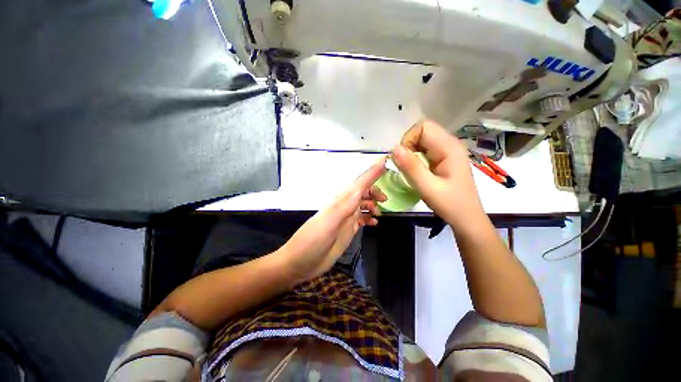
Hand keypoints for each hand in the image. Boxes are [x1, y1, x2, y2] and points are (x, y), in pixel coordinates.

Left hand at [277, 158, 386, 283]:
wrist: (299, 262)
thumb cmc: (313, 240)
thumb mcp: (331, 220)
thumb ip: (347, 204)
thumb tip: (362, 186)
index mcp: (341, 201)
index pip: (359, 183)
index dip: (372, 173)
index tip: (386, 163)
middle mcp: (344, 207)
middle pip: (362, 193)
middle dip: (374, 192)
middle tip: (385, 199)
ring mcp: (345, 219)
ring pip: (362, 206)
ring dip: (373, 205)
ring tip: (379, 213)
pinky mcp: (347, 230)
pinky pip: (361, 220)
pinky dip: (369, 219)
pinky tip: (374, 223)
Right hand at [391, 120, 483, 227]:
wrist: (467, 218)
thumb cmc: (450, 204)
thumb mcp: (428, 188)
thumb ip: (411, 167)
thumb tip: (394, 148)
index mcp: (449, 147)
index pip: (423, 127)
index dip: (408, 140)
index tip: (404, 160)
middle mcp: (450, 144)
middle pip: (423, 131)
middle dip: (408, 146)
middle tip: (407, 166)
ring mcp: (448, 151)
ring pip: (422, 140)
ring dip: (412, 152)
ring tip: (412, 170)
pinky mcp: (445, 158)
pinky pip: (425, 150)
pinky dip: (416, 157)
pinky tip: (419, 172)